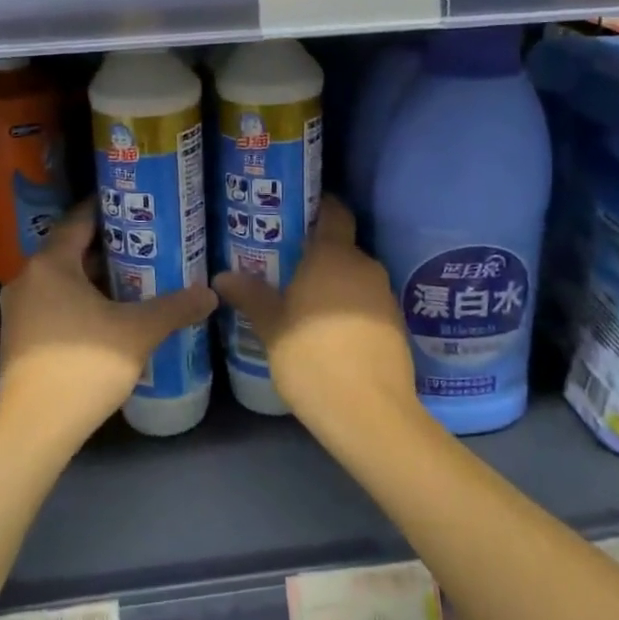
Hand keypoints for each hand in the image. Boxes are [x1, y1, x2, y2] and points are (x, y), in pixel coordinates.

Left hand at [0, 203, 216, 452]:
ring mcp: (18, 310)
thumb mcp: (138, 332)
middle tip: (147, 242)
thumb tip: (210, 293)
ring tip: (135, 276)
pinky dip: (80, 299)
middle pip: (70, 250)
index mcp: (50, 265)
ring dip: (95, 276)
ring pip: (62, 279)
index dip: (108, 209)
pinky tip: (109, 314)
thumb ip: (175, 307)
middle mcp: (27, 279)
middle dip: (109, 246)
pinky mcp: (19, 337)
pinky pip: (53, 302)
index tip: (137, 205)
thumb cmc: (84, 367)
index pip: (79, 220)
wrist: (35, 428)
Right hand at [212, 198, 418, 430]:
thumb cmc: (312, 357)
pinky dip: (350, 308)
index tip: (297, 211)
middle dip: (318, 253)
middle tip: (286, 265)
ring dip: (334, 283)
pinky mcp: (396, 325)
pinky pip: (367, 303)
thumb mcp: (272, 327)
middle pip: (342, 247)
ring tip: (304, 300)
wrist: (369, 413)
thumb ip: (250, 296)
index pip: (335, 212)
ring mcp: (385, 296)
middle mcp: (365, 266)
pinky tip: (330, 331)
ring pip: (355, 277)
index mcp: (334, 256)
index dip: (320, 206)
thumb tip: (222, 276)